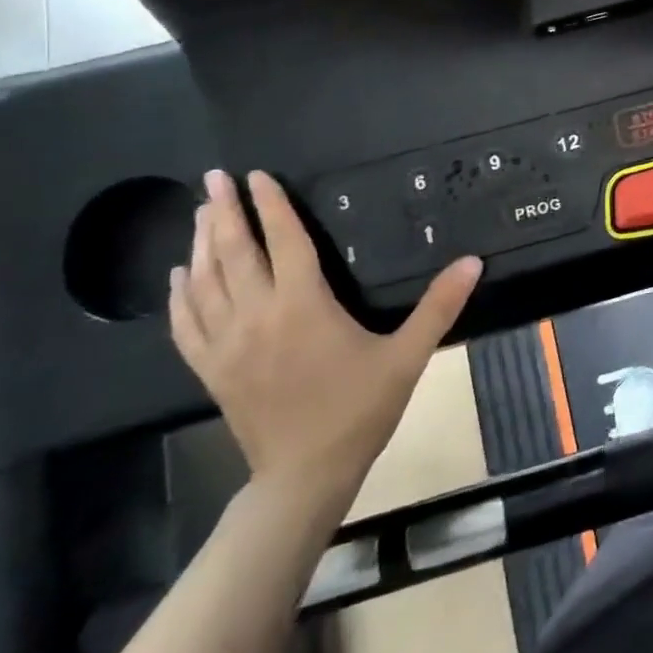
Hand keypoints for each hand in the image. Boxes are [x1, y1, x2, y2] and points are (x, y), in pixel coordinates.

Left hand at [170, 169, 481, 518]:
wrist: (305, 476)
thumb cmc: (359, 410)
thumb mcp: (407, 356)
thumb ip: (440, 306)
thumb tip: (473, 261)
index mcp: (303, 306)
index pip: (284, 241)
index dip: (272, 206)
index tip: (258, 176)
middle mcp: (257, 316)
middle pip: (234, 253)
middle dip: (223, 212)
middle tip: (214, 178)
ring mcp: (226, 344)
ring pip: (204, 282)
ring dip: (201, 243)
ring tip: (199, 212)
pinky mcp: (210, 369)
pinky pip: (186, 322)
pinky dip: (179, 294)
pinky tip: (179, 275)